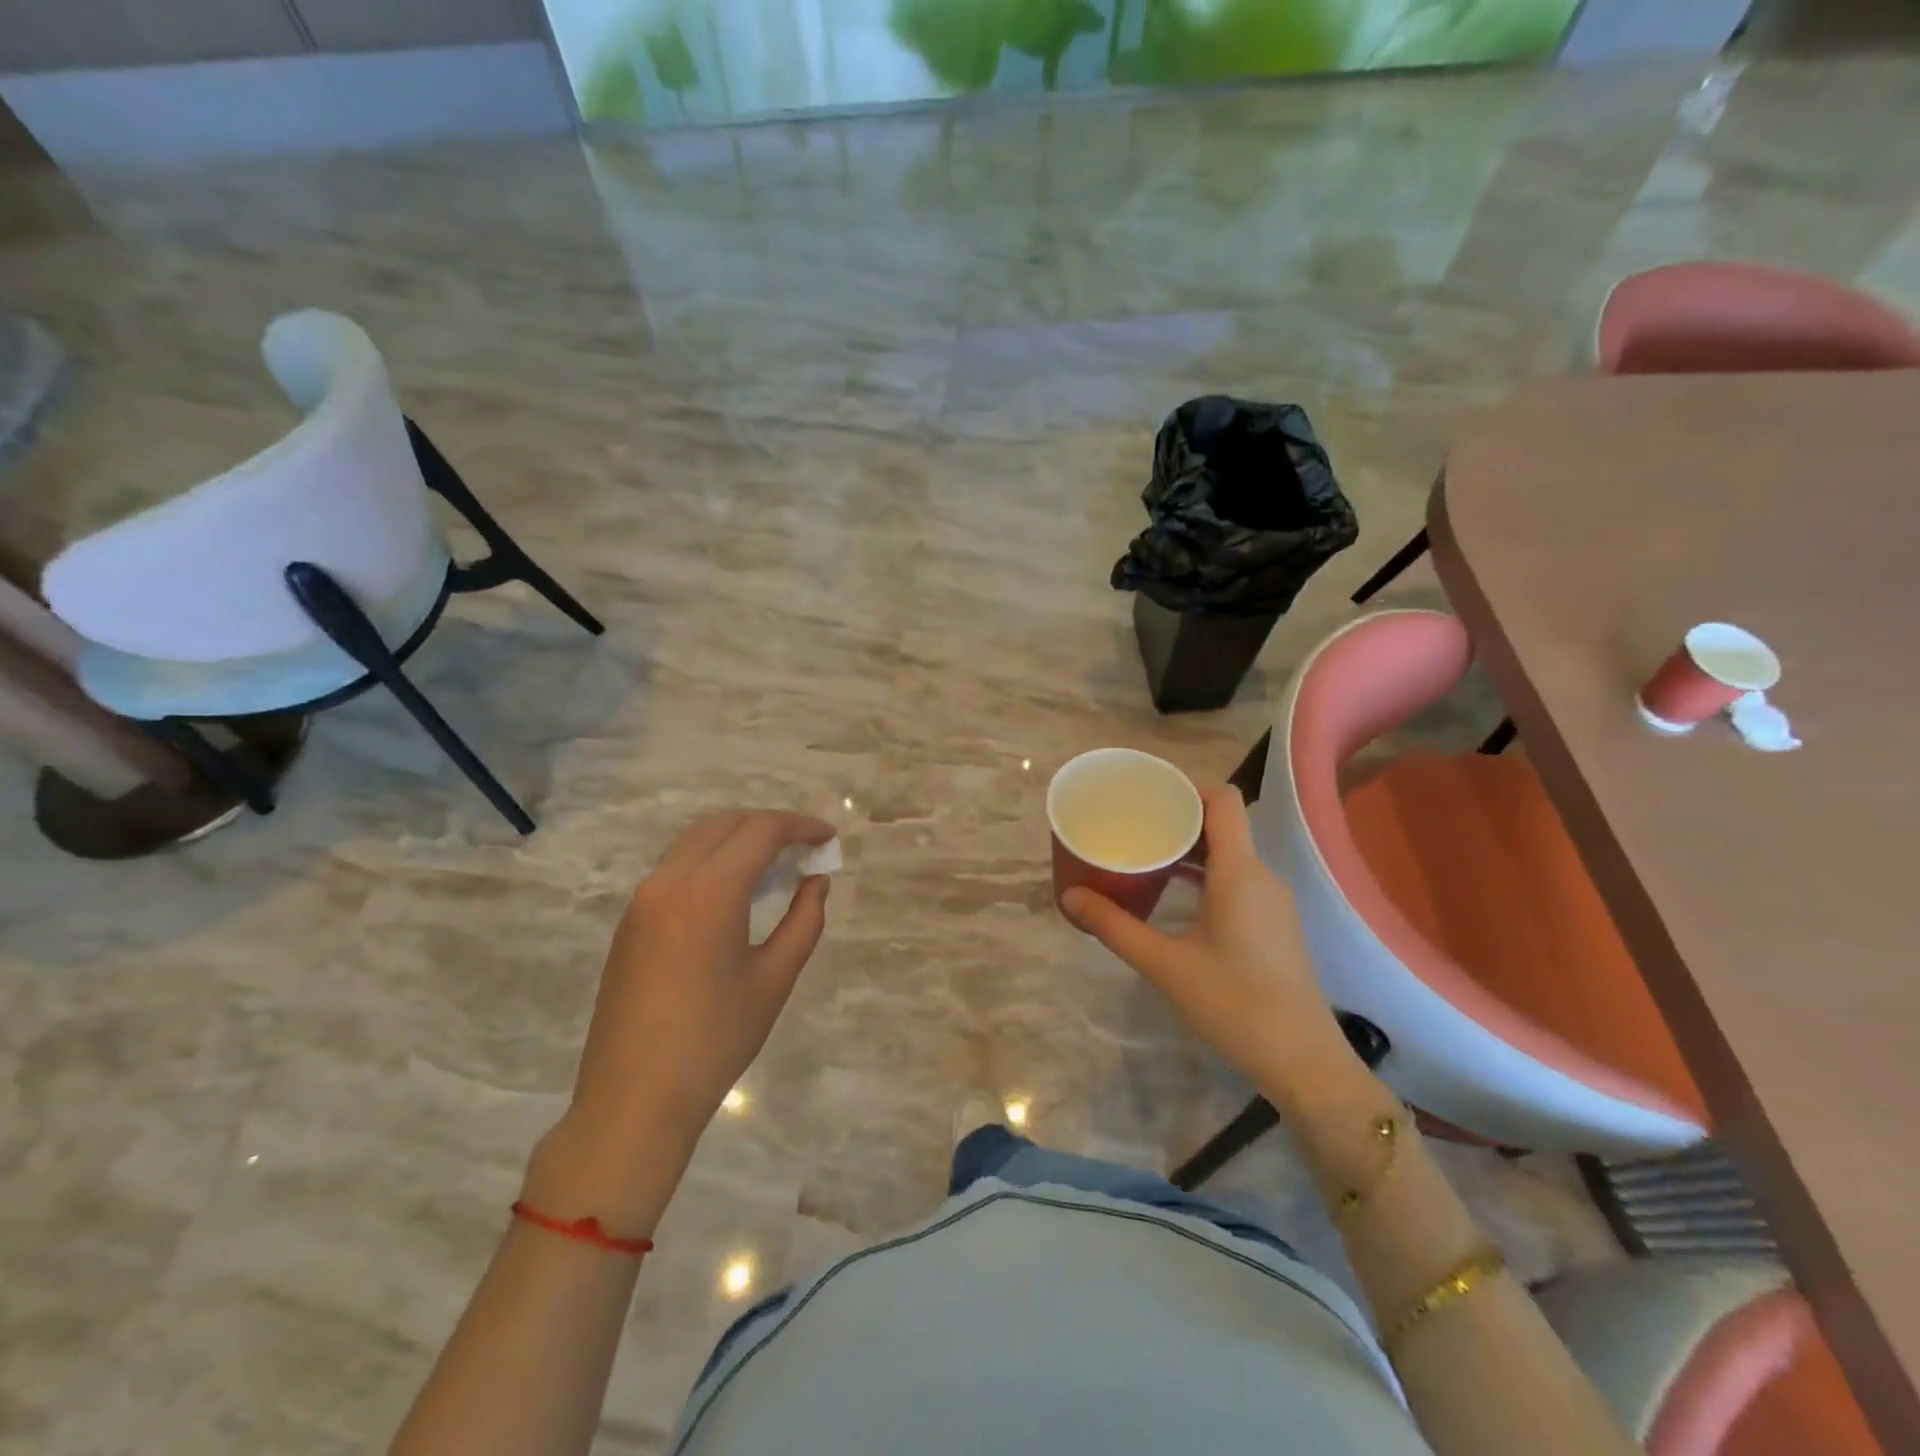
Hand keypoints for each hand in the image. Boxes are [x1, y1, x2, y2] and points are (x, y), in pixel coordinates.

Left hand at [542, 812, 834, 1209]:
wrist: (634, 1099)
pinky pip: (676, 869)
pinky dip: (711, 862)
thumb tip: (816, 882)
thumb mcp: (774, 979)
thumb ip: (804, 920)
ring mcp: (643, 900)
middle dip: (769, 826)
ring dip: (738, 840)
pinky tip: (734, 893)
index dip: (800, 826)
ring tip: (774, 866)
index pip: (760, 831)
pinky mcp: (631, 922)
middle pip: (725, 825)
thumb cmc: (715, 1040)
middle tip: (805, 849)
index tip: (828, 838)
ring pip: (696, 842)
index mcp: (709, 891)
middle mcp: (670, 880)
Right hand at [1062, 785, 1353, 1102]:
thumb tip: (1070, 897)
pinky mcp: (1274, 924)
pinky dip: (1206, 873)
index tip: (1147, 793)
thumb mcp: (1164, 964)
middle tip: (1133, 822)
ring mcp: (1272, 901)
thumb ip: (1114, 926)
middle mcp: (1262, 876)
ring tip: (1146, 852)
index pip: (1222, 800)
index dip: (1186, 787)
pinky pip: (1238, 878)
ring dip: (1191, 848)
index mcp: (1240, 872)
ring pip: (1231, 853)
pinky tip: (1175, 892)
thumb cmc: (1234, 1004)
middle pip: (1223, 824)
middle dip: (1178, 818)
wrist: (1303, 1062)